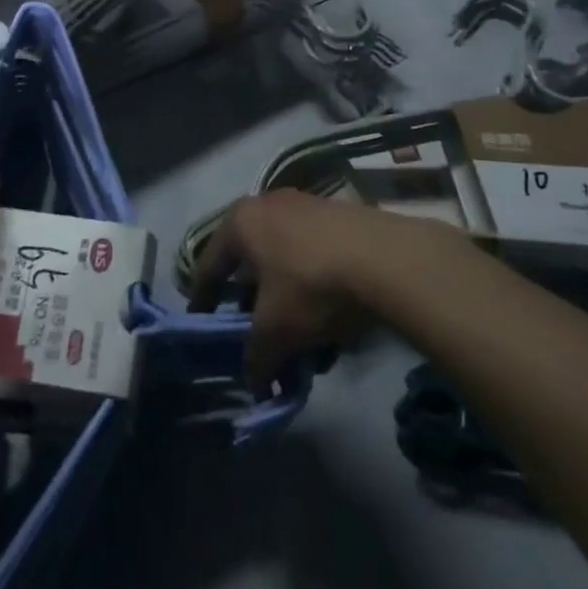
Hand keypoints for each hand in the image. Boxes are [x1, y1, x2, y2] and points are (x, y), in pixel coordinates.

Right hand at [187, 190, 453, 386]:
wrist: (386, 258)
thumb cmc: (311, 285)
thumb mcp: (276, 331)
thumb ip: (257, 358)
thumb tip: (255, 384)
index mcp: (240, 223)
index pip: (209, 266)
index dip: (203, 300)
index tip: (201, 323)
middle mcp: (267, 205)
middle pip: (250, 262)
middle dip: (252, 302)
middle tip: (253, 331)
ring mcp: (305, 206)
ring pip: (285, 260)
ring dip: (286, 298)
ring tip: (298, 336)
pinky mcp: (339, 215)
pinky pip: (314, 256)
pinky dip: (314, 287)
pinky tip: (330, 320)